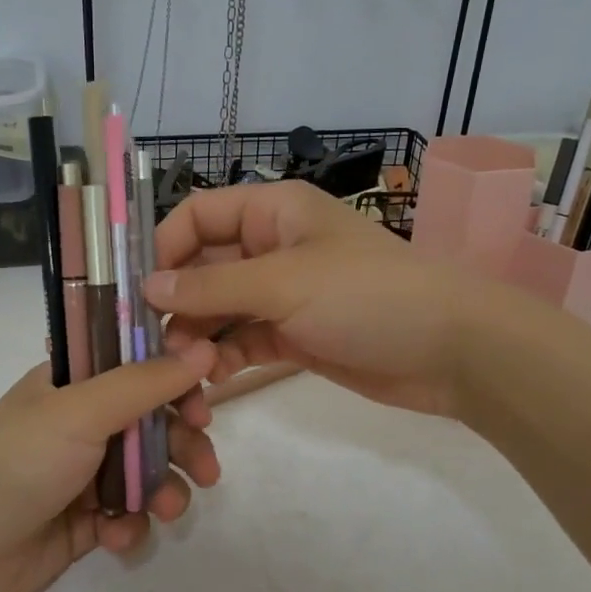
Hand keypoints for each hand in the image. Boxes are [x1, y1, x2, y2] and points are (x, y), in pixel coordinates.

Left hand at [0, 344, 221, 591]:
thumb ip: (145, 382)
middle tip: (207, 469)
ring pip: (148, 473)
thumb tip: (205, 348)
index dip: (177, 381)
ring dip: (165, 490)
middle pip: (154, 422)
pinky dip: (130, 526)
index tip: (204, 403)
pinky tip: (115, 537)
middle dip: (184, 445)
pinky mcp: (86, 521)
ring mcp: (84, 473)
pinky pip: (128, 515)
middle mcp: (83, 422)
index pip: (139, 366)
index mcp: (75, 383)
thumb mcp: (82, 411)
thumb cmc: (18, 463)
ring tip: (166, 511)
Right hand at [145, 181, 488, 417]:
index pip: (198, 215)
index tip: (139, 291)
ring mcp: (282, 293)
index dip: (165, 247)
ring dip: (198, 337)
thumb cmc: (367, 296)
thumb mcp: (285, 282)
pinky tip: (213, 380)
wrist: (451, 351)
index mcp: (272, 211)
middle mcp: (271, 246)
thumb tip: (147, 287)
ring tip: (187, 369)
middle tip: (157, 344)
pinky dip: (224, 357)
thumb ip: (212, 285)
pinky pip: (242, 340)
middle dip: (178, 303)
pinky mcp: (292, 334)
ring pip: (219, 309)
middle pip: (202, 267)